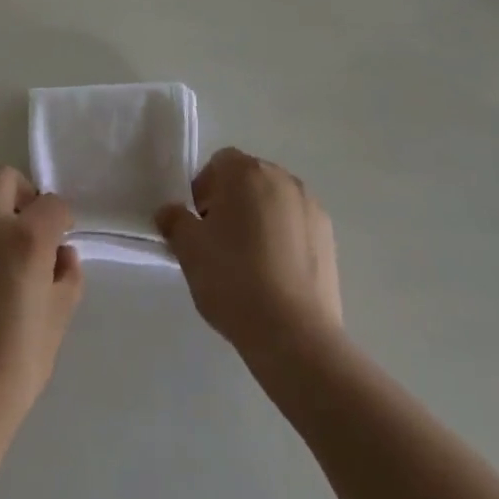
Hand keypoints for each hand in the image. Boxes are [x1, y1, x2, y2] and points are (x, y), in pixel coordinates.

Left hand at [0, 166, 84, 434]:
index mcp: (25, 238)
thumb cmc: (14, 366)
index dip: (62, 220)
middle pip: (4, 177)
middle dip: (22, 194)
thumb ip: (66, 277)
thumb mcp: (57, 321)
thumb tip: (62, 255)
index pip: (52, 204)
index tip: (61, 240)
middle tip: (29, 226)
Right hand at [156, 148, 343, 361]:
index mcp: (246, 171)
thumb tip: (170, 212)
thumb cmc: (234, 280)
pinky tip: (276, 275)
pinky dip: (284, 238)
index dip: (204, 190)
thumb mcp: (189, 251)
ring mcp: (309, 206)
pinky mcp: (328, 236)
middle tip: (219, 243)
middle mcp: (281, 177)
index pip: (219, 164)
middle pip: (248, 179)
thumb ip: (175, 222)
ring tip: (250, 263)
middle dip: (232, 202)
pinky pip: (296, 225)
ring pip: (274, 202)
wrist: (294, 334)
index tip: (199, 225)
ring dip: (259, 219)